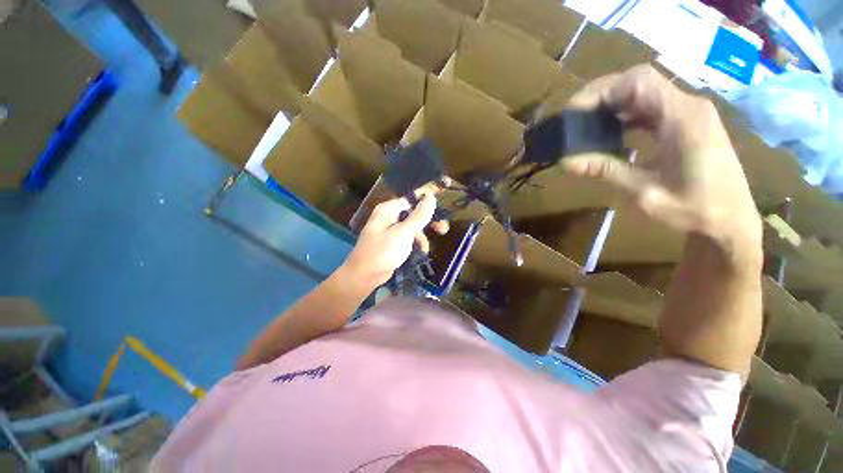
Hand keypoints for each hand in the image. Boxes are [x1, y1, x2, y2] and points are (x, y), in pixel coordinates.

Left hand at [341, 193, 448, 289]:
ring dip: (423, 235)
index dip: (428, 197)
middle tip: (443, 229)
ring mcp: (391, 228)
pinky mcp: (393, 240)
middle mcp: (390, 215)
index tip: (444, 195)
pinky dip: (416, 242)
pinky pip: (409, 236)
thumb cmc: (383, 252)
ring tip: (428, 246)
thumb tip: (430, 197)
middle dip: (429, 221)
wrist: (364, 275)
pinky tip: (421, 251)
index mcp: (389, 209)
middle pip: (414, 212)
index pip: (412, 197)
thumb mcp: (403, 233)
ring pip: (413, 226)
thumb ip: (418, 216)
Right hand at [562, 65, 762, 268]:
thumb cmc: (693, 209)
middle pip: (640, 81)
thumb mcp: (644, 192)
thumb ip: (607, 170)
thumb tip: (567, 161)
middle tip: (576, 116)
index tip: (573, 110)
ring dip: (614, 103)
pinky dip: (628, 113)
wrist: (731, 220)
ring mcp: (690, 112)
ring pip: (645, 92)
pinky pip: (653, 107)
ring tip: (588, 123)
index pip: (637, 83)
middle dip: (603, 94)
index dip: (601, 91)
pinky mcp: (688, 122)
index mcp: (682, 118)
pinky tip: (613, 131)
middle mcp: (688, 106)